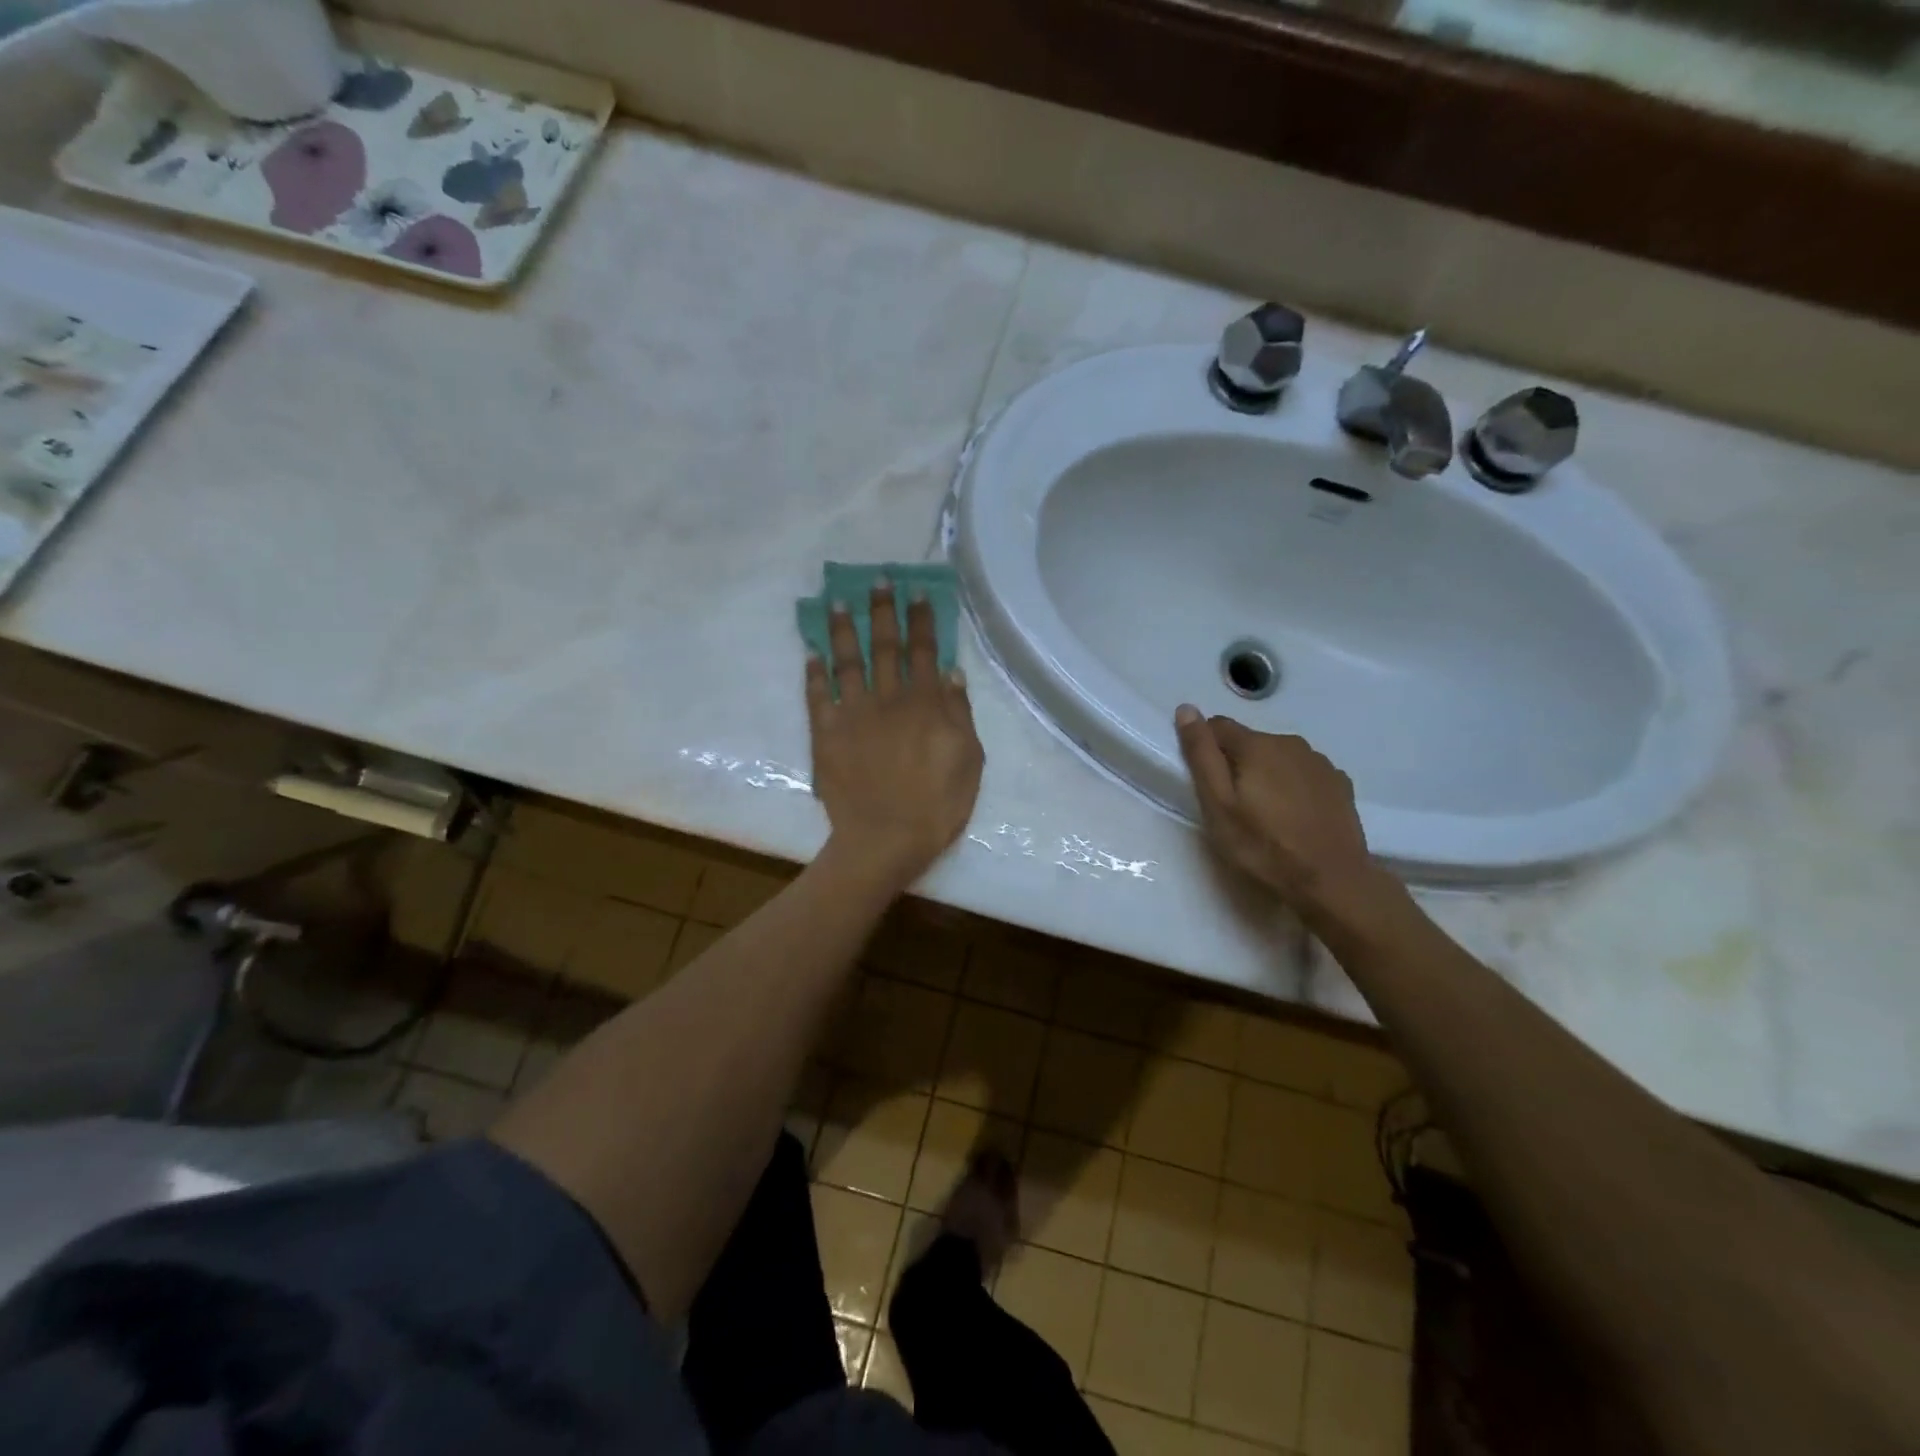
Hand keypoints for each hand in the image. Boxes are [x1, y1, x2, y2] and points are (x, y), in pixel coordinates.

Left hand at [807, 582, 983, 891]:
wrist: (885, 840)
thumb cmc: (936, 805)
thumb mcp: (969, 761)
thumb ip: (960, 714)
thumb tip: (951, 672)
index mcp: (925, 705)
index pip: (924, 652)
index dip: (921, 620)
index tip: (916, 593)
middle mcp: (887, 699)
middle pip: (884, 647)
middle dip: (882, 611)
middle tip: (877, 581)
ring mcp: (853, 715)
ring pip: (847, 662)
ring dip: (843, 630)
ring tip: (838, 603)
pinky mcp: (826, 735)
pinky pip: (817, 697)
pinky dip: (814, 673)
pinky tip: (811, 653)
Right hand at [1174, 705, 1389, 928]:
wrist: (1331, 881)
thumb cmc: (1263, 845)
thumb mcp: (1218, 804)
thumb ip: (1201, 755)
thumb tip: (1186, 709)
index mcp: (1257, 745)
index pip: (1217, 726)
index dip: (1205, 749)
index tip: (1206, 782)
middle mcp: (1290, 743)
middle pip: (1250, 742)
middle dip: (1237, 764)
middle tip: (1234, 806)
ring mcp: (1320, 763)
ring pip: (1279, 757)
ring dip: (1267, 774)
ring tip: (1265, 813)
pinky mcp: (1340, 784)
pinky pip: (1304, 774)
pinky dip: (1293, 786)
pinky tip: (1294, 816)